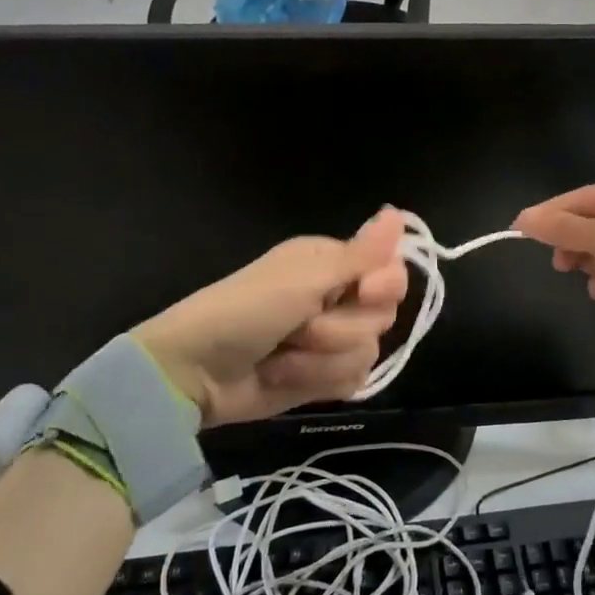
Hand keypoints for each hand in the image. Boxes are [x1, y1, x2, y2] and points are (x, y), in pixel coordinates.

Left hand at [131, 207, 408, 427]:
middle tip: (299, 325)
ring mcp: (332, 341)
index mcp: (333, 263)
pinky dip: (317, 381)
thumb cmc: (246, 311)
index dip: (385, 287)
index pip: (392, 272)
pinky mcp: (324, 377)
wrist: (196, 372)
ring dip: (320, 359)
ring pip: (368, 353)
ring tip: (281, 355)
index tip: (363, 292)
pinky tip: (285, 376)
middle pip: (383, 316)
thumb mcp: (304, 278)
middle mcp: (337, 297)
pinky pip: (353, 381)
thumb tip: (398, 213)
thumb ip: (360, 255)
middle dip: (340, 328)